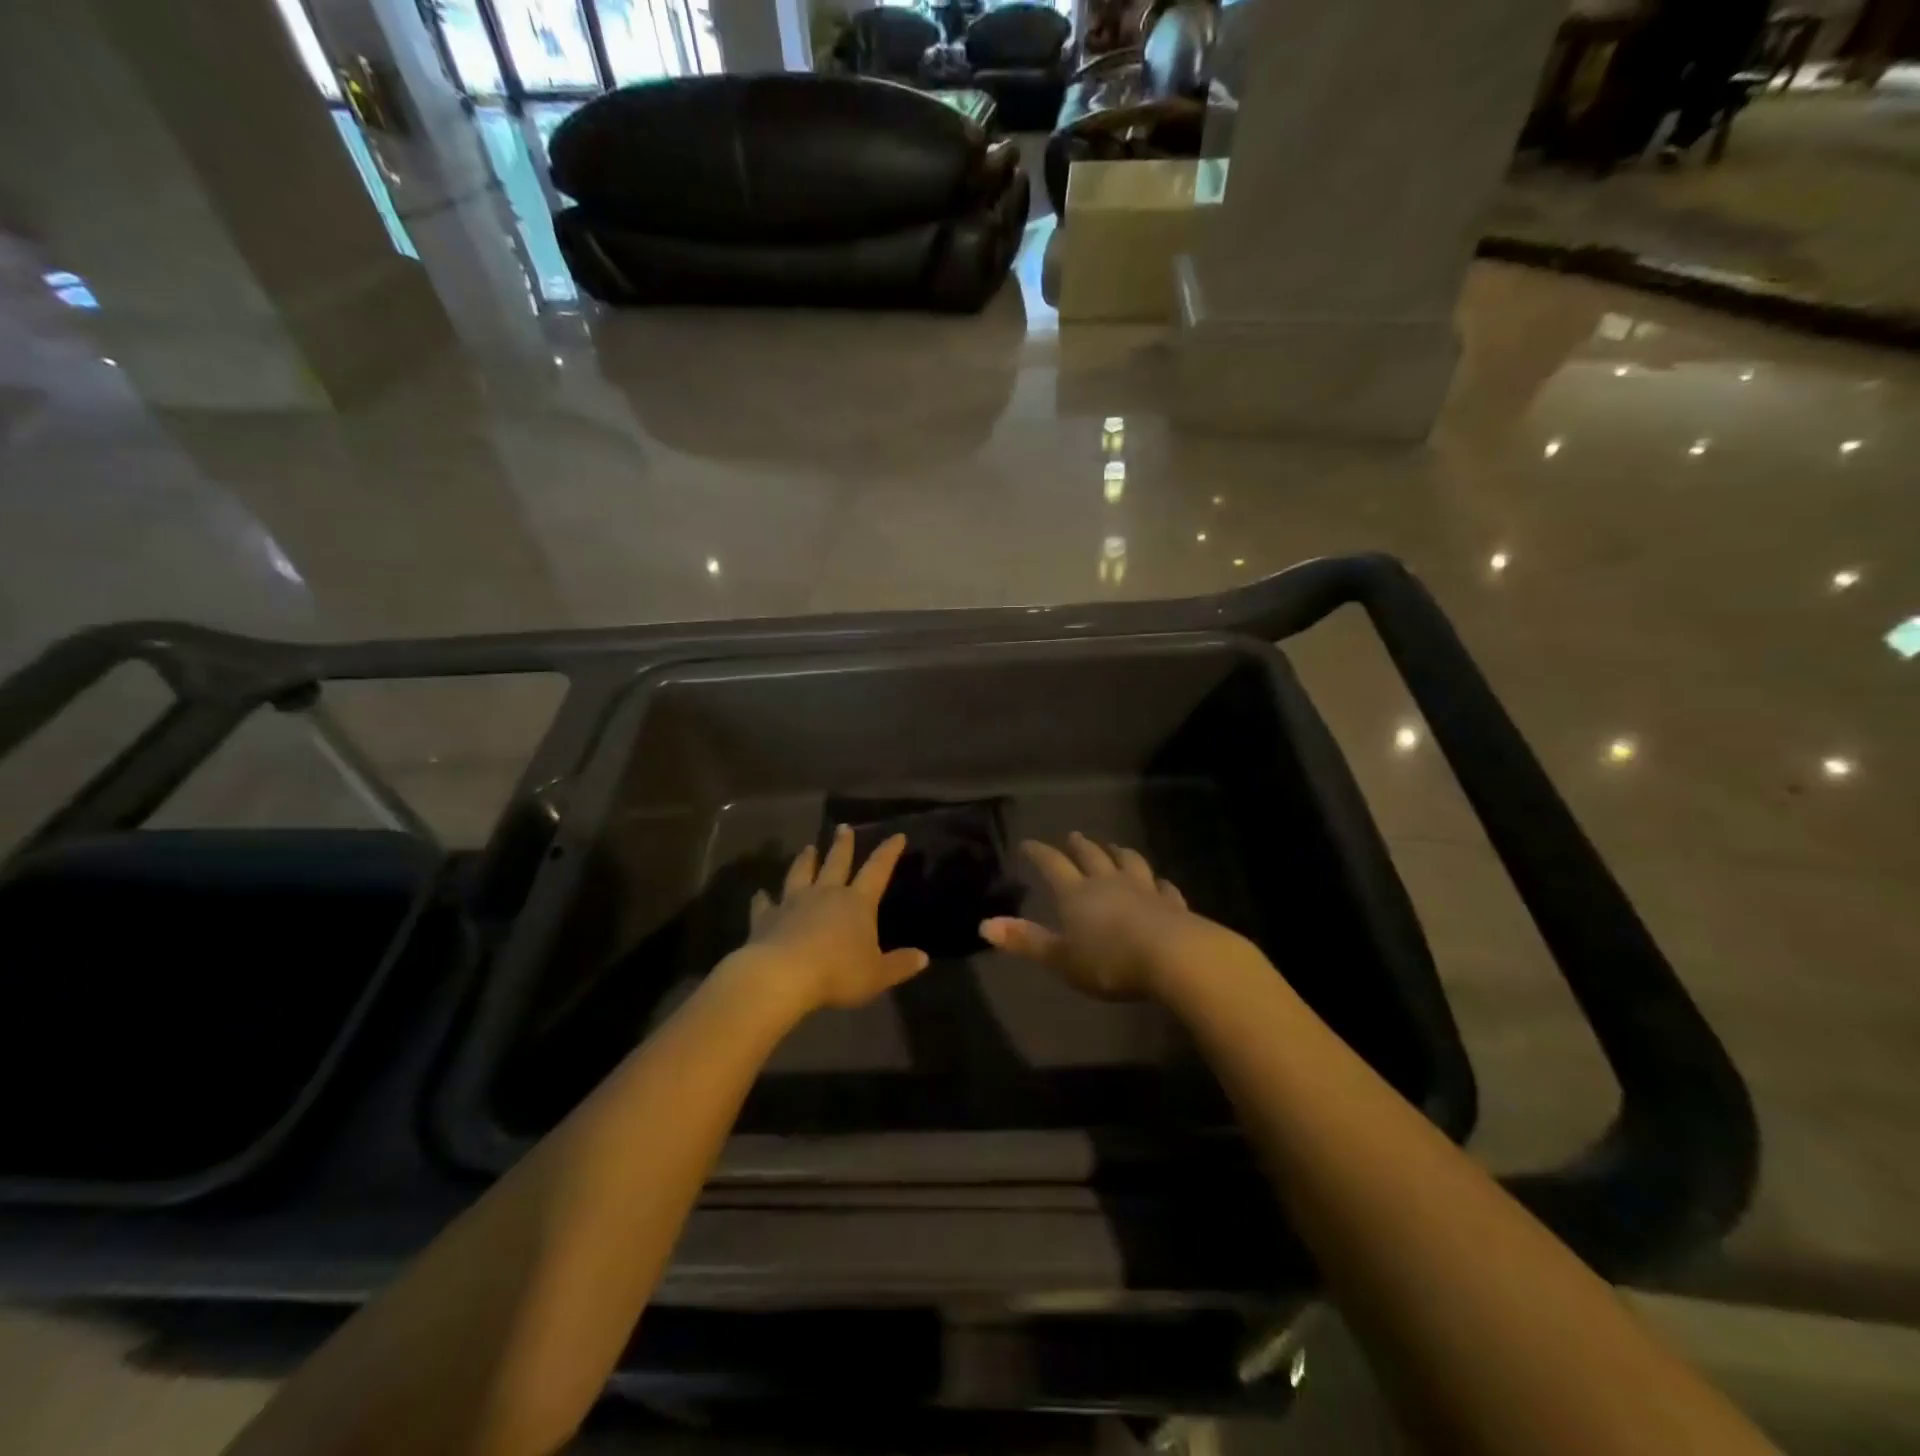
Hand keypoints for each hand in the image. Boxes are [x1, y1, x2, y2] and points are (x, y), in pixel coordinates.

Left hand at [735, 825, 929, 1014]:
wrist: (782, 976)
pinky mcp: (766, 918)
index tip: (897, 835)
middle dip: (843, 845)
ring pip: (801, 874)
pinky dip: (762, 898)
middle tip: (843, 827)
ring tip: (807, 848)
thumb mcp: (877, 974)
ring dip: (805, 860)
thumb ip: (900, 965)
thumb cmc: (837, 973)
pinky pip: (764, 904)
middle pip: (836, 862)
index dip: (889, 852)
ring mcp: (793, 902)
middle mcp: (826, 894)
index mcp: (857, 903)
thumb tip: (923, 957)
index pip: (877, 870)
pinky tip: (760, 893)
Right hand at [980, 832, 1243, 999]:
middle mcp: (1108, 883)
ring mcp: (1143, 890)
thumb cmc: (1110, 961)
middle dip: (1079, 846)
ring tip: (1114, 847)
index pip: (1053, 865)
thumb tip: (984, 925)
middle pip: (1091, 856)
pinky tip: (1161, 882)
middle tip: (1074, 835)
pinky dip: (1159, 883)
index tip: (1029, 843)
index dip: (1039, 853)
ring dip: (1119, 853)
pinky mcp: (1172, 904)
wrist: (1173, 958)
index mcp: (1077, 894)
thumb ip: (1026, 941)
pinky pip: (1164, 887)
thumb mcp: (1061, 958)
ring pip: (1129, 863)